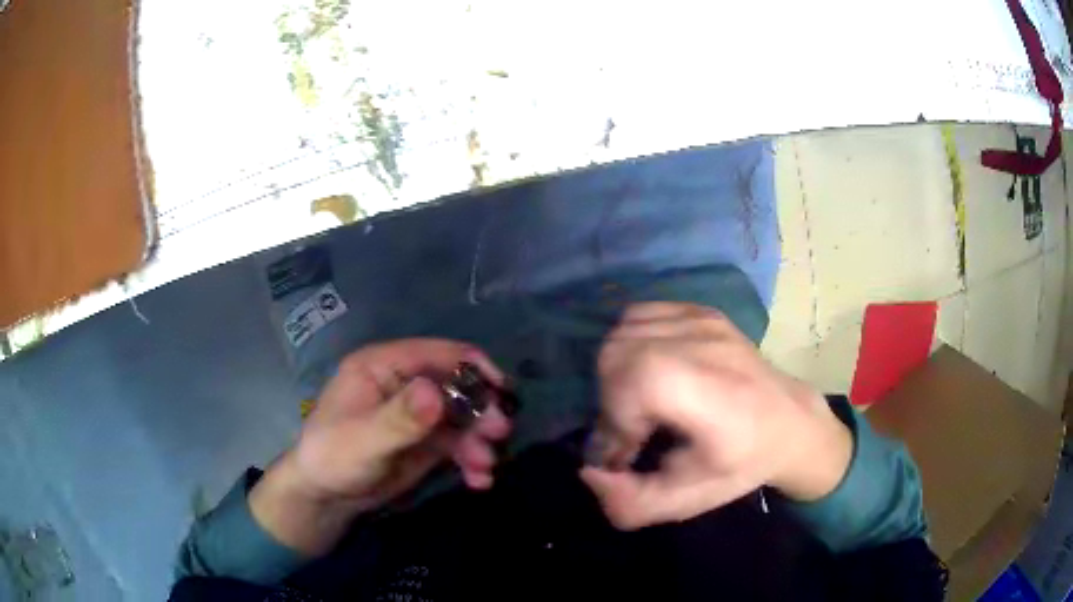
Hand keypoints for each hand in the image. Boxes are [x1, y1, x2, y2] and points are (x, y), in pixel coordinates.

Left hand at [250, 339, 511, 554]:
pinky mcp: (426, 441)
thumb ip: (399, 418)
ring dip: (479, 439)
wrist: (326, 498)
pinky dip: (472, 459)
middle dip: (480, 409)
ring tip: (485, 466)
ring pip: (462, 417)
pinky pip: (458, 444)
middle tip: (499, 433)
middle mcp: (404, 384)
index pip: (436, 353)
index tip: (501, 389)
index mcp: (383, 366)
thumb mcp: (363, 440)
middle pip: (457, 385)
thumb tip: (437, 392)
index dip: (472, 366)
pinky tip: (479, 479)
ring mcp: (418, 414)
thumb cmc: (333, 458)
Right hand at [581, 303, 851, 529]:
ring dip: (616, 374)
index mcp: (710, 391)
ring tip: (642, 404)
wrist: (790, 421)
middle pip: (616, 354)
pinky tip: (651, 373)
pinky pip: (638, 317)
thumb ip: (631, 503)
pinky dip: (629, 346)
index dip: (614, 418)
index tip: (627, 452)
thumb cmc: (741, 464)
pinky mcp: (700, 309)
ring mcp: (702, 319)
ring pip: (621, 333)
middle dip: (609, 400)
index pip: (631, 379)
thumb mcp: (688, 501)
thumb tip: (589, 472)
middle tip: (632, 432)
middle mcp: (705, 342)